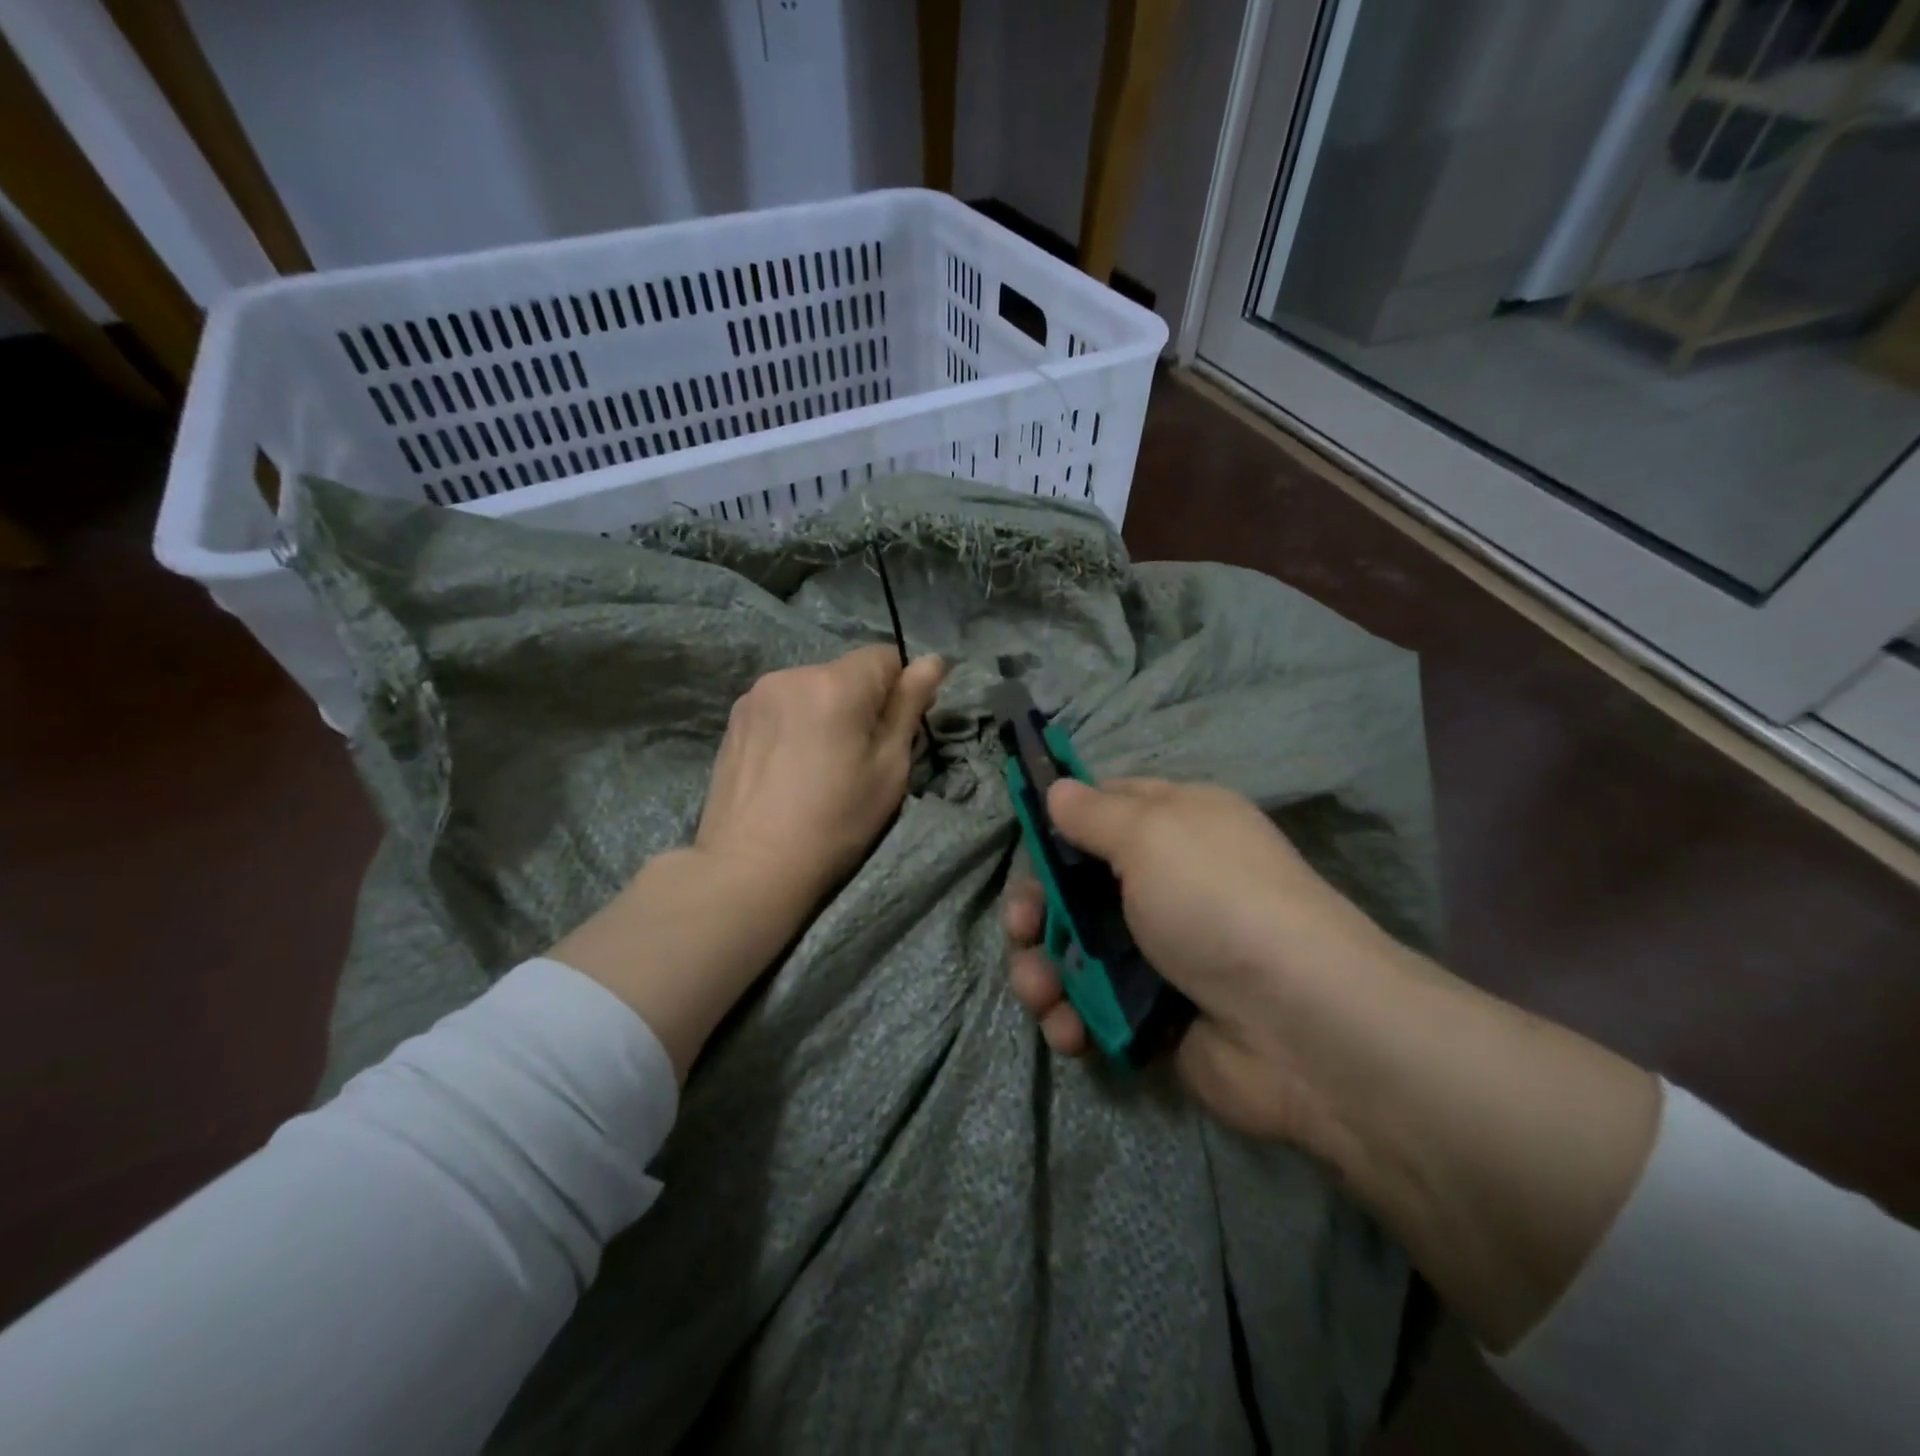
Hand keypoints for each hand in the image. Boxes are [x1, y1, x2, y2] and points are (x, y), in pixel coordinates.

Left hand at [556, 644, 944, 1078]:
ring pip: (812, 689)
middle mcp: (792, 675)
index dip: (898, 690)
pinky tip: (787, 768)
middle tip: (856, 758)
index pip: (885, 656)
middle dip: (860, 702)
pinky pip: (782, 706)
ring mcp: (755, 695)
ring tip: (816, 766)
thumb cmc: (835, 822)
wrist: (750, 867)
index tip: (891, 733)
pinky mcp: (733, 719)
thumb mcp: (889, 769)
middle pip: (846, 672)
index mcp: (836, 684)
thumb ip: (910, 706)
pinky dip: (795, 724)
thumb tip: (934, 661)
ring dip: (825, 712)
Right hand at [1004, 777, 1419, 1147]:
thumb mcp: (1152, 834)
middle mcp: (1165, 883)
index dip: (1058, 826)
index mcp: (1174, 826)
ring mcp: (1159, 952)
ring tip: (1041, 996)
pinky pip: (1092, 1005)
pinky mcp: (1153, 1013)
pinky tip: (1069, 1031)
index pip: (1103, 810)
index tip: (1025, 846)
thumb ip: (1095, 813)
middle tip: (1022, 929)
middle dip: (1037, 909)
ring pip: (1075, 951)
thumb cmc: (1216, 903)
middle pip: (1075, 886)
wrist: (1298, 1026)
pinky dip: (1071, 1016)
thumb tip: (1059, 789)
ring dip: (1043, 972)